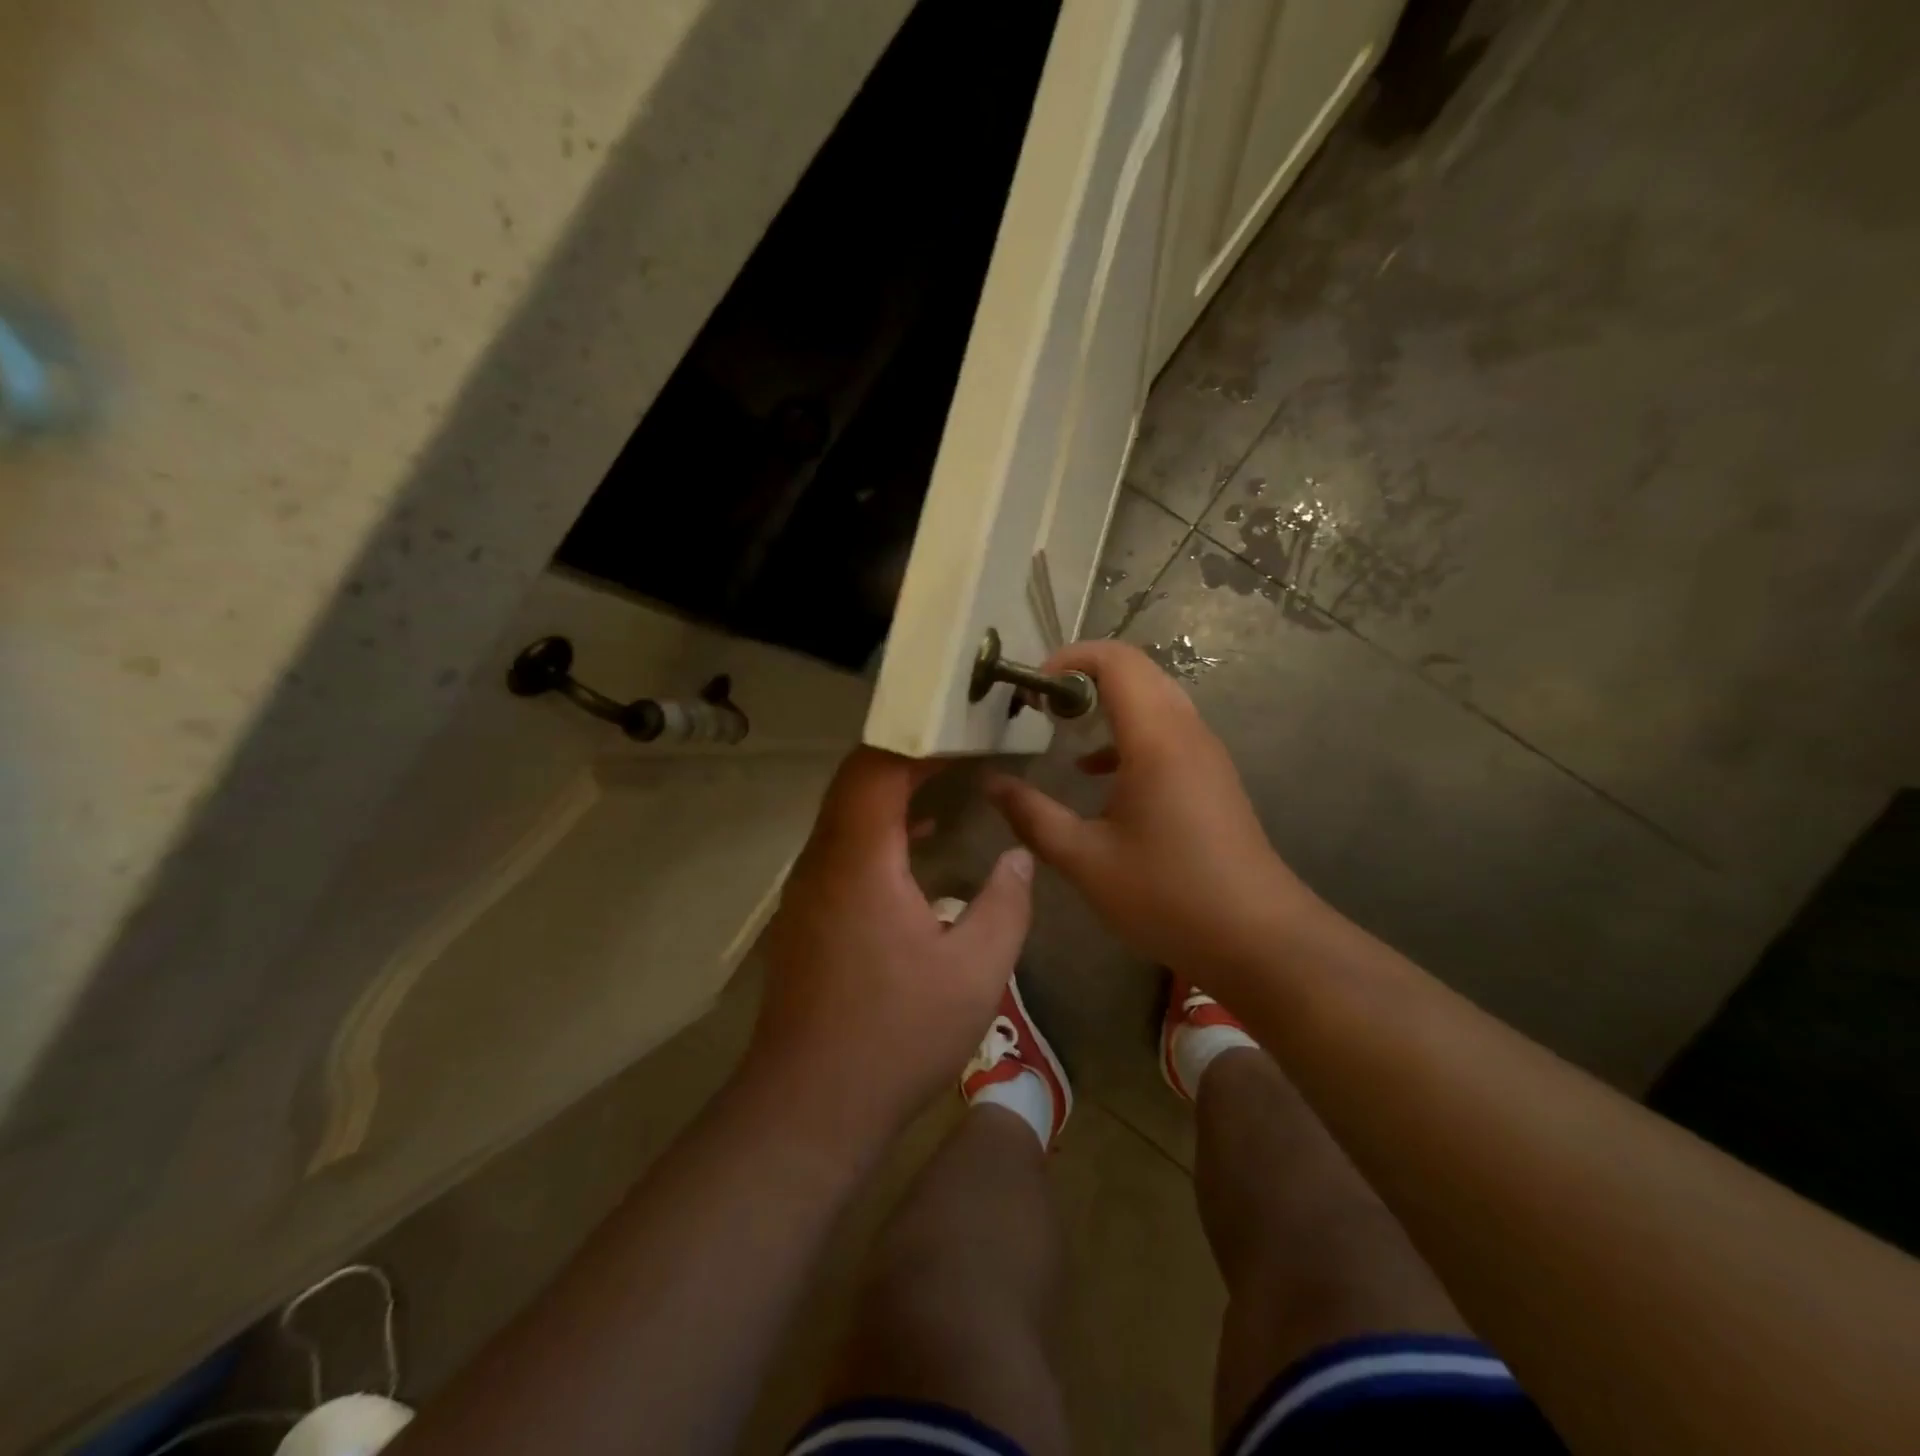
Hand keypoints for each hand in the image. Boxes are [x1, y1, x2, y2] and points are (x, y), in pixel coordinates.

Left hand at [750, 748, 1033, 1148]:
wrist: (809, 1106)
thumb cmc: (897, 1035)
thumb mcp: (976, 972)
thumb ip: (1005, 904)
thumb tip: (1018, 857)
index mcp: (860, 860)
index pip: (876, 768)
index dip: (917, 741)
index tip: (963, 732)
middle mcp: (823, 861)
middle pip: (855, 780)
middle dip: (906, 756)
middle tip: (960, 746)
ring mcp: (808, 889)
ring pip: (845, 813)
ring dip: (891, 791)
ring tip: (946, 781)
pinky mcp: (807, 915)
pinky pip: (843, 847)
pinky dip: (880, 830)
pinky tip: (920, 846)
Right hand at [985, 641, 1315, 995]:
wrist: (1258, 939)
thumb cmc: (1167, 895)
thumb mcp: (1086, 860)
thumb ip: (1033, 816)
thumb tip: (992, 784)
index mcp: (1156, 738)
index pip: (1117, 661)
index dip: (1070, 659)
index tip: (1032, 687)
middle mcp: (1186, 731)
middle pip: (1137, 672)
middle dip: (1084, 677)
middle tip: (1041, 707)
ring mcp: (1205, 753)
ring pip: (1154, 700)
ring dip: (1107, 704)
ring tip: (1062, 731)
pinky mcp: (1211, 777)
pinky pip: (1166, 731)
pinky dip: (1127, 733)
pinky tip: (1097, 773)